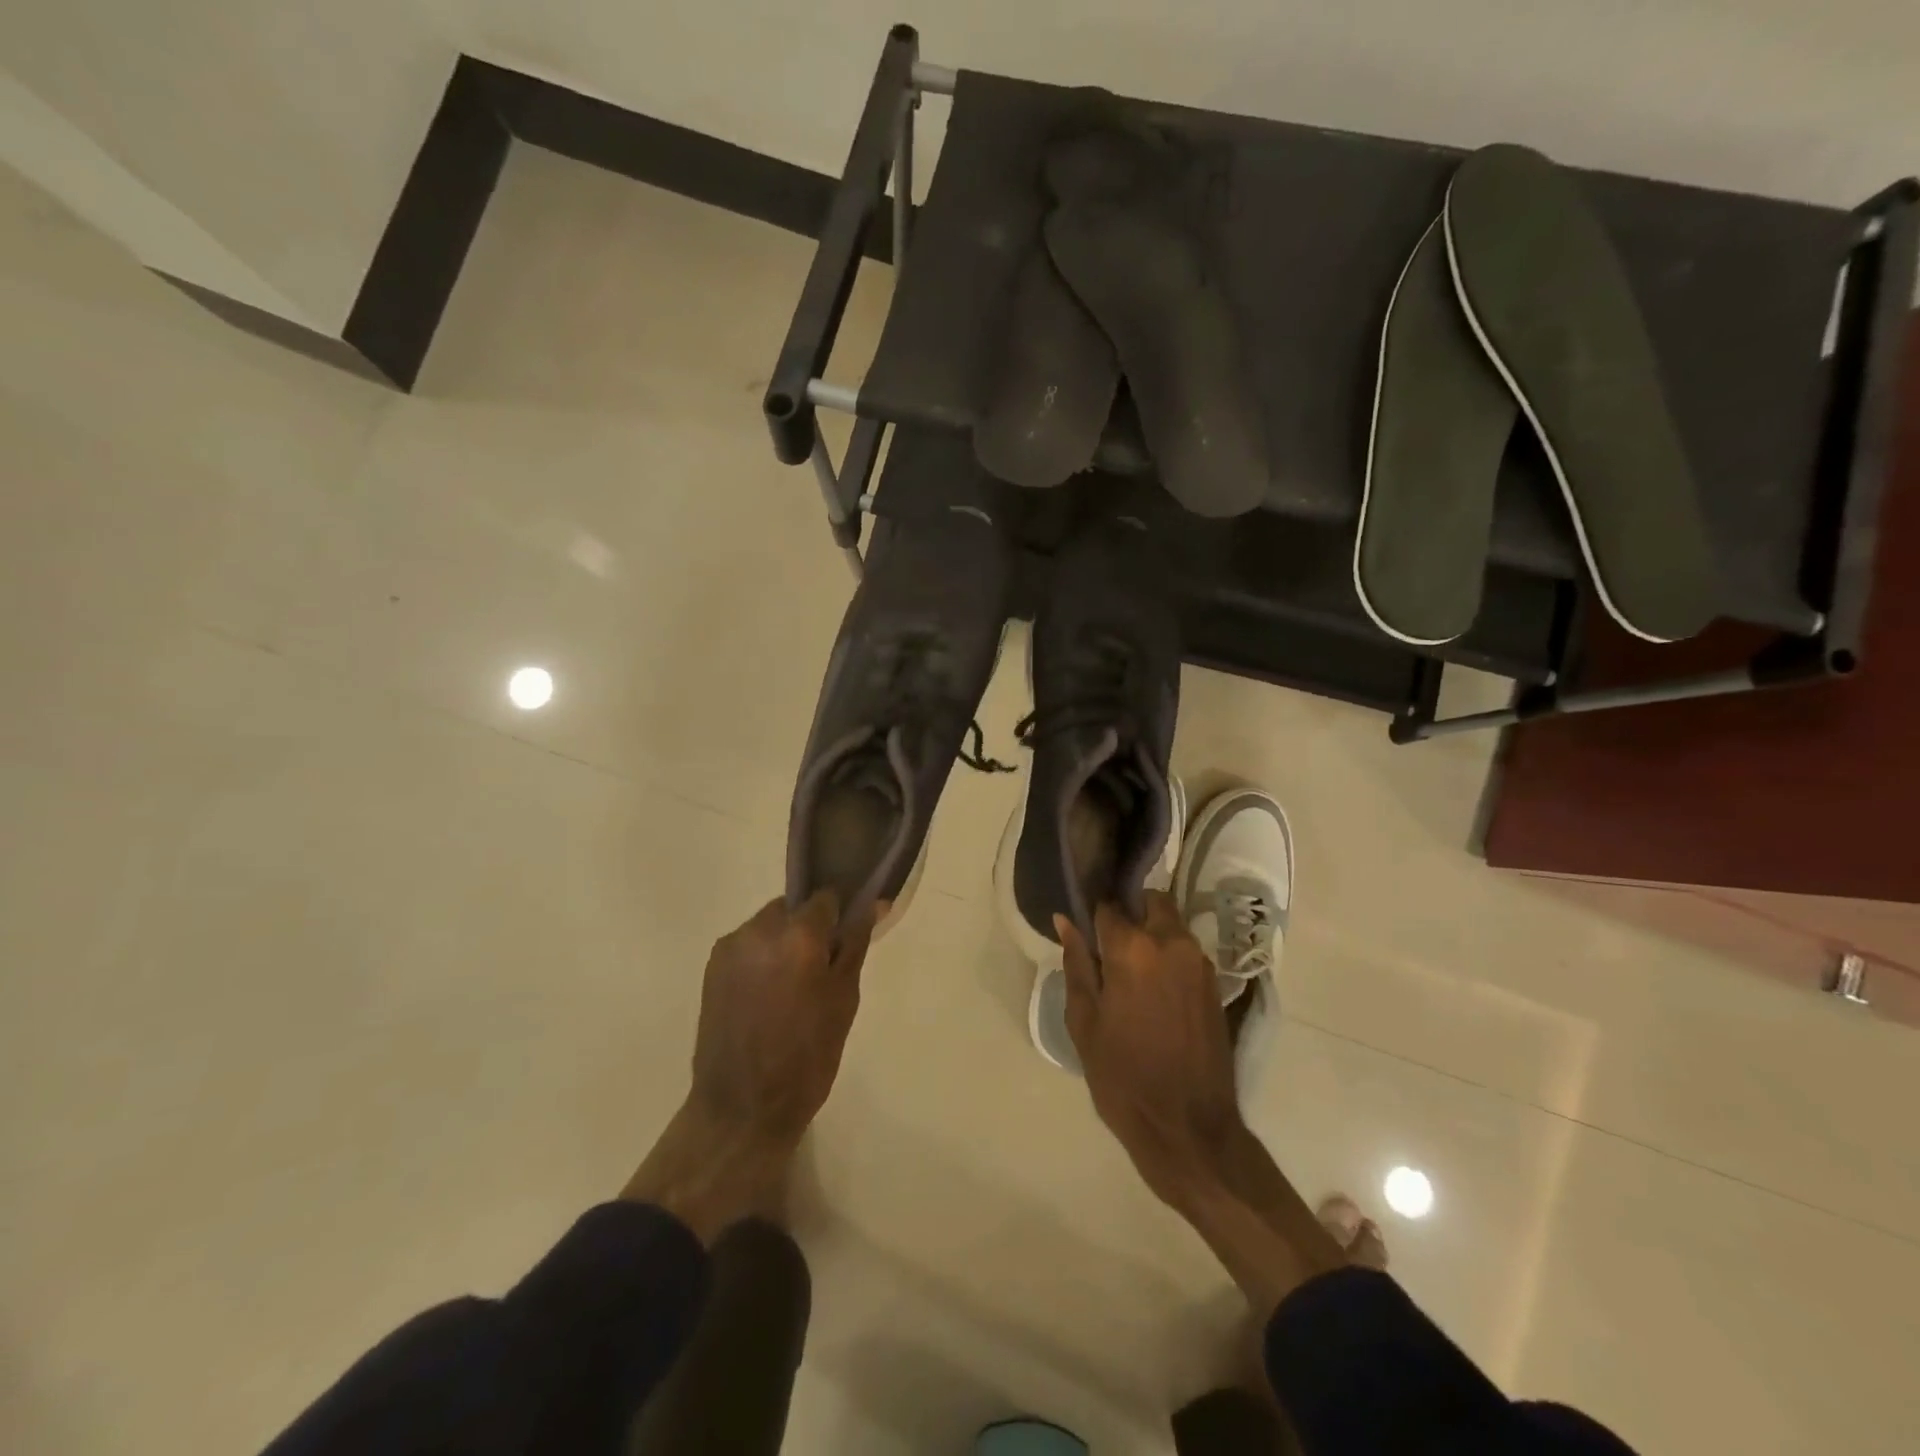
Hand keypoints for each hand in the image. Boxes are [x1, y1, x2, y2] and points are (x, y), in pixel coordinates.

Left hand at [623, 892, 877, 1239]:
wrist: (742, 1107)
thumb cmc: (808, 1055)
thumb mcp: (844, 998)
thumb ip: (854, 944)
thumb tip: (872, 903)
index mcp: (798, 934)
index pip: (825, 898)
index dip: (839, 917)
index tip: (843, 942)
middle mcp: (759, 929)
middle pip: (793, 909)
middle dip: (808, 930)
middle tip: (819, 971)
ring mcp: (730, 948)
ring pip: (768, 927)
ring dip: (783, 944)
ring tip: (791, 989)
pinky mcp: (711, 968)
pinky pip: (747, 947)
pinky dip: (761, 960)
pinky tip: (767, 997)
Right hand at [1057, 893, 1242, 1207]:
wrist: (1188, 1128)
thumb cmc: (1123, 1077)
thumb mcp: (1084, 1022)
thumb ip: (1076, 964)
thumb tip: (1065, 920)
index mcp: (1133, 948)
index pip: (1109, 906)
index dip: (1093, 914)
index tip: (1084, 928)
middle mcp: (1171, 943)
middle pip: (1150, 902)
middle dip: (1130, 912)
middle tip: (1110, 946)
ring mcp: (1199, 962)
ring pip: (1172, 924)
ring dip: (1152, 932)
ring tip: (1131, 970)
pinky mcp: (1215, 983)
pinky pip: (1186, 950)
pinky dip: (1169, 954)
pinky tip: (1154, 987)